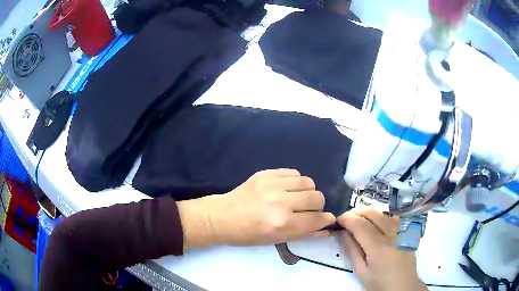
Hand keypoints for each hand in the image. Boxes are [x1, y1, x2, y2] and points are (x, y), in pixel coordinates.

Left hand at [178, 169, 335, 248]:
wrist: (221, 217)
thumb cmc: (247, 235)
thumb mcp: (276, 240)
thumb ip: (304, 234)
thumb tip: (326, 228)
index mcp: (281, 224)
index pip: (316, 219)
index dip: (326, 220)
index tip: (327, 219)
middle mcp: (280, 203)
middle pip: (317, 198)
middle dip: (318, 206)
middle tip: (308, 210)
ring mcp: (272, 185)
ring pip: (308, 182)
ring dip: (307, 192)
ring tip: (297, 198)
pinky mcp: (265, 173)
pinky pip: (293, 172)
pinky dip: (295, 182)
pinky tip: (286, 189)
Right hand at [338, 208, 426, 290]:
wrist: (403, 286)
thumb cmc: (379, 284)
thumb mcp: (361, 272)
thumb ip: (352, 251)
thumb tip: (344, 233)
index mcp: (378, 248)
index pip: (360, 225)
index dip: (347, 219)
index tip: (338, 220)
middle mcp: (391, 235)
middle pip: (372, 213)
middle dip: (356, 212)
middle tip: (346, 219)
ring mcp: (401, 232)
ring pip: (382, 213)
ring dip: (368, 213)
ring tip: (358, 220)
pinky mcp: (406, 232)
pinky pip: (392, 218)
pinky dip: (380, 216)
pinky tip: (375, 224)